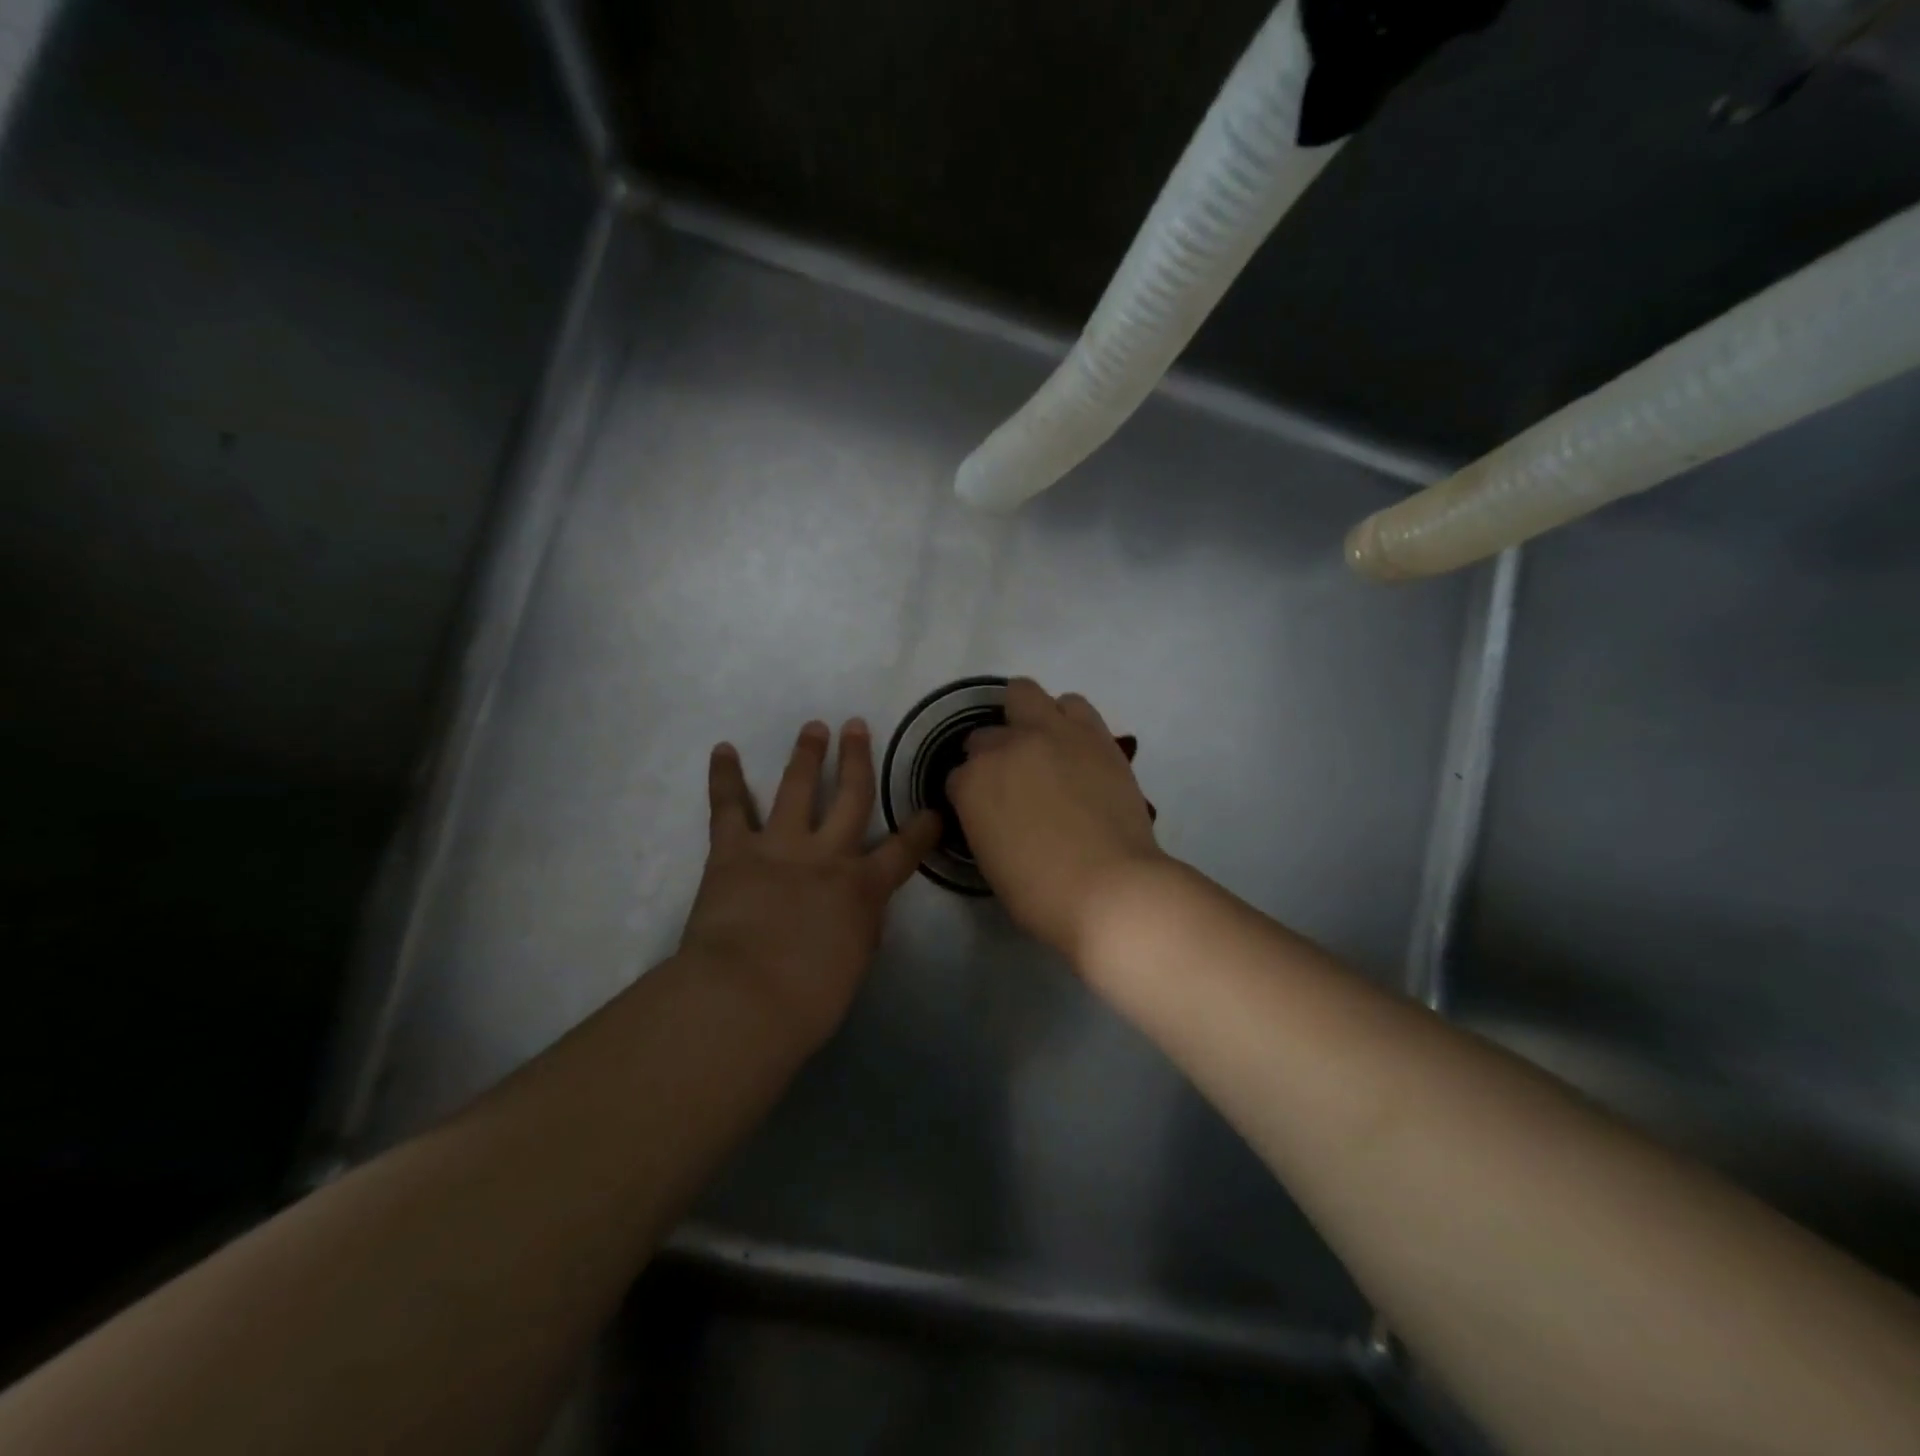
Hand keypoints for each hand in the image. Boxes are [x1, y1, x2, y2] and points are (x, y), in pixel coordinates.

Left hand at [681, 719, 940, 1048]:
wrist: (747, 997)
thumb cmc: (808, 999)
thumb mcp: (854, 964)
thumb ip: (861, 927)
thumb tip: (860, 910)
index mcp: (862, 888)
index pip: (903, 852)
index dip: (922, 830)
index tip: (933, 810)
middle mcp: (827, 854)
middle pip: (851, 796)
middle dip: (858, 760)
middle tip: (858, 726)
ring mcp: (780, 846)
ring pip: (797, 788)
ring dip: (806, 755)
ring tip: (813, 727)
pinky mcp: (735, 851)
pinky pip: (729, 807)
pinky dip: (725, 777)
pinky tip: (723, 749)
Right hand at [947, 679, 1164, 964]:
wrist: (1109, 887)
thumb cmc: (1042, 893)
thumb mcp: (990, 860)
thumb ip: (984, 821)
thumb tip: (997, 811)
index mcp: (972, 784)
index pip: (957, 777)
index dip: (971, 795)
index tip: (987, 811)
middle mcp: (1005, 747)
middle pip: (984, 735)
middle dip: (991, 755)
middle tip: (1014, 780)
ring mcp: (1050, 733)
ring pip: (1024, 694)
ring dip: (1026, 719)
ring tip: (1043, 747)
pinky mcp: (1092, 733)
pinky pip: (1072, 704)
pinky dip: (1067, 718)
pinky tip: (1073, 744)